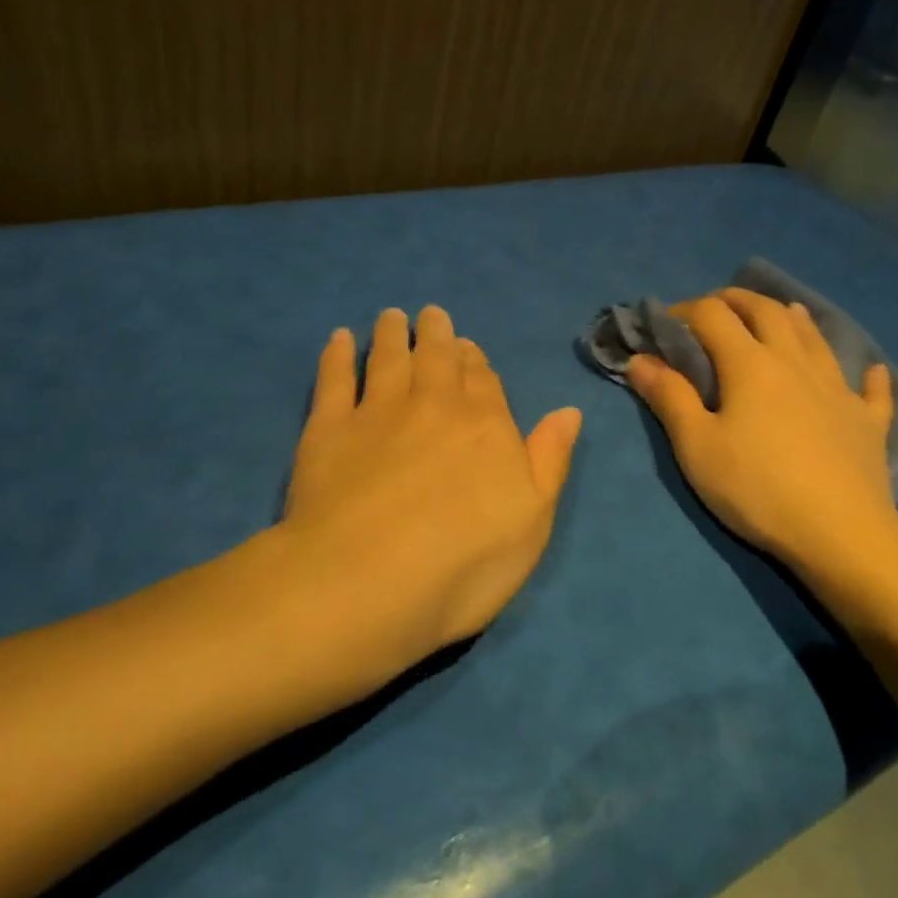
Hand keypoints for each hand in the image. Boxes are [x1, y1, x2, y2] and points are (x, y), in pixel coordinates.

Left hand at [278, 306, 581, 675]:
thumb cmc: (465, 563)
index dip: (475, 360)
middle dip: (436, 335)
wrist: (368, 582)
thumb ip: (550, 459)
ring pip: (389, 359)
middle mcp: (433, 405)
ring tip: (392, 317)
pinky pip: (334, 378)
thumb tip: (569, 411)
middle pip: (437, 359)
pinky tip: (339, 339)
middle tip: (431, 315)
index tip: (467, 345)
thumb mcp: (533, 520)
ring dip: (392, 334)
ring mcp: (378, 413)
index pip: (483, 380)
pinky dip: (337, 355)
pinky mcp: (328, 429)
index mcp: (486, 425)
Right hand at [627, 289, 897, 591]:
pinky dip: (868, 376)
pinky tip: (871, 371)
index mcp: (750, 365)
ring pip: (816, 339)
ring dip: (795, 319)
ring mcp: (838, 389)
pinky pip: (870, 390)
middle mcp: (795, 363)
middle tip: (720, 304)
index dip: (685, 310)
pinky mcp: (867, 421)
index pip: (713, 316)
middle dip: (739, 300)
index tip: (666, 322)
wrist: (839, 532)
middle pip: (768, 312)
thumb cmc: (757, 488)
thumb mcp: (697, 446)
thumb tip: (640, 359)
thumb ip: (669, 398)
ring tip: (784, 312)